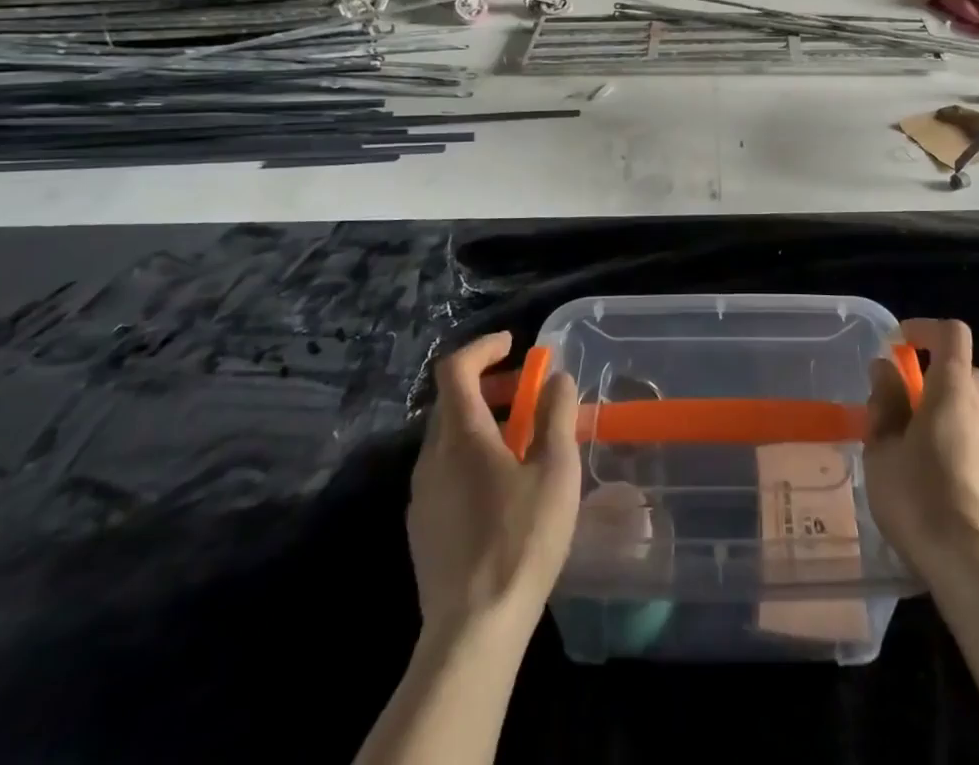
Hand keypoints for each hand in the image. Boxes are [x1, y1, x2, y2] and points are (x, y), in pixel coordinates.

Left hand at [408, 333, 581, 633]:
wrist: (473, 631)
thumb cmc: (521, 539)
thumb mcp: (555, 469)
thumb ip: (556, 414)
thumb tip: (557, 378)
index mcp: (461, 435)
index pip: (455, 369)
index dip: (483, 348)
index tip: (514, 346)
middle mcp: (431, 457)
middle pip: (451, 401)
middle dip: (488, 385)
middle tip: (527, 392)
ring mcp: (421, 495)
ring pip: (447, 437)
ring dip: (481, 421)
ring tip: (521, 440)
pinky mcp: (422, 527)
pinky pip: (444, 470)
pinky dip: (470, 454)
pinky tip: (501, 486)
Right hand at [865, 318, 978, 588]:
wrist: (978, 570)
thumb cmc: (920, 498)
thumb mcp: (882, 449)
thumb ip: (885, 403)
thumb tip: (885, 369)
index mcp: (953, 389)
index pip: (951, 333)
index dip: (924, 329)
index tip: (896, 346)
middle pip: (964, 371)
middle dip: (933, 375)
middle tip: (901, 403)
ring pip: (975, 409)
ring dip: (948, 412)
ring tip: (916, 446)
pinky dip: (962, 444)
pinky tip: (940, 480)